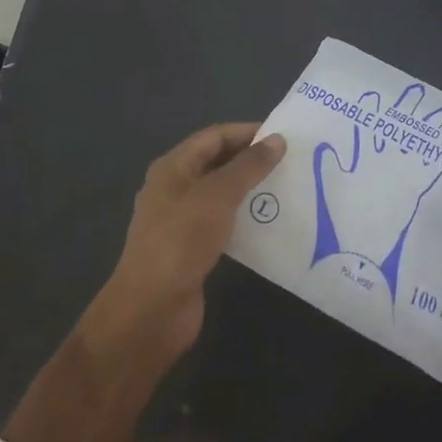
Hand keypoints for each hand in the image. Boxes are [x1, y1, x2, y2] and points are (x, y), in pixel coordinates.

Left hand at [101, 122, 285, 366]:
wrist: (151, 309)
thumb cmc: (182, 240)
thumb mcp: (218, 195)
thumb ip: (249, 166)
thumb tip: (277, 139)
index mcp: (172, 168)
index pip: (214, 136)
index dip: (247, 132)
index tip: (283, 137)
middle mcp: (174, 188)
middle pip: (216, 162)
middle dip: (250, 159)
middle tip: (290, 161)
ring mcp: (180, 220)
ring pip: (220, 193)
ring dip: (250, 189)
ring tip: (286, 188)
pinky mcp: (190, 247)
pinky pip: (222, 221)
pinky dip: (244, 216)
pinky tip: (268, 222)